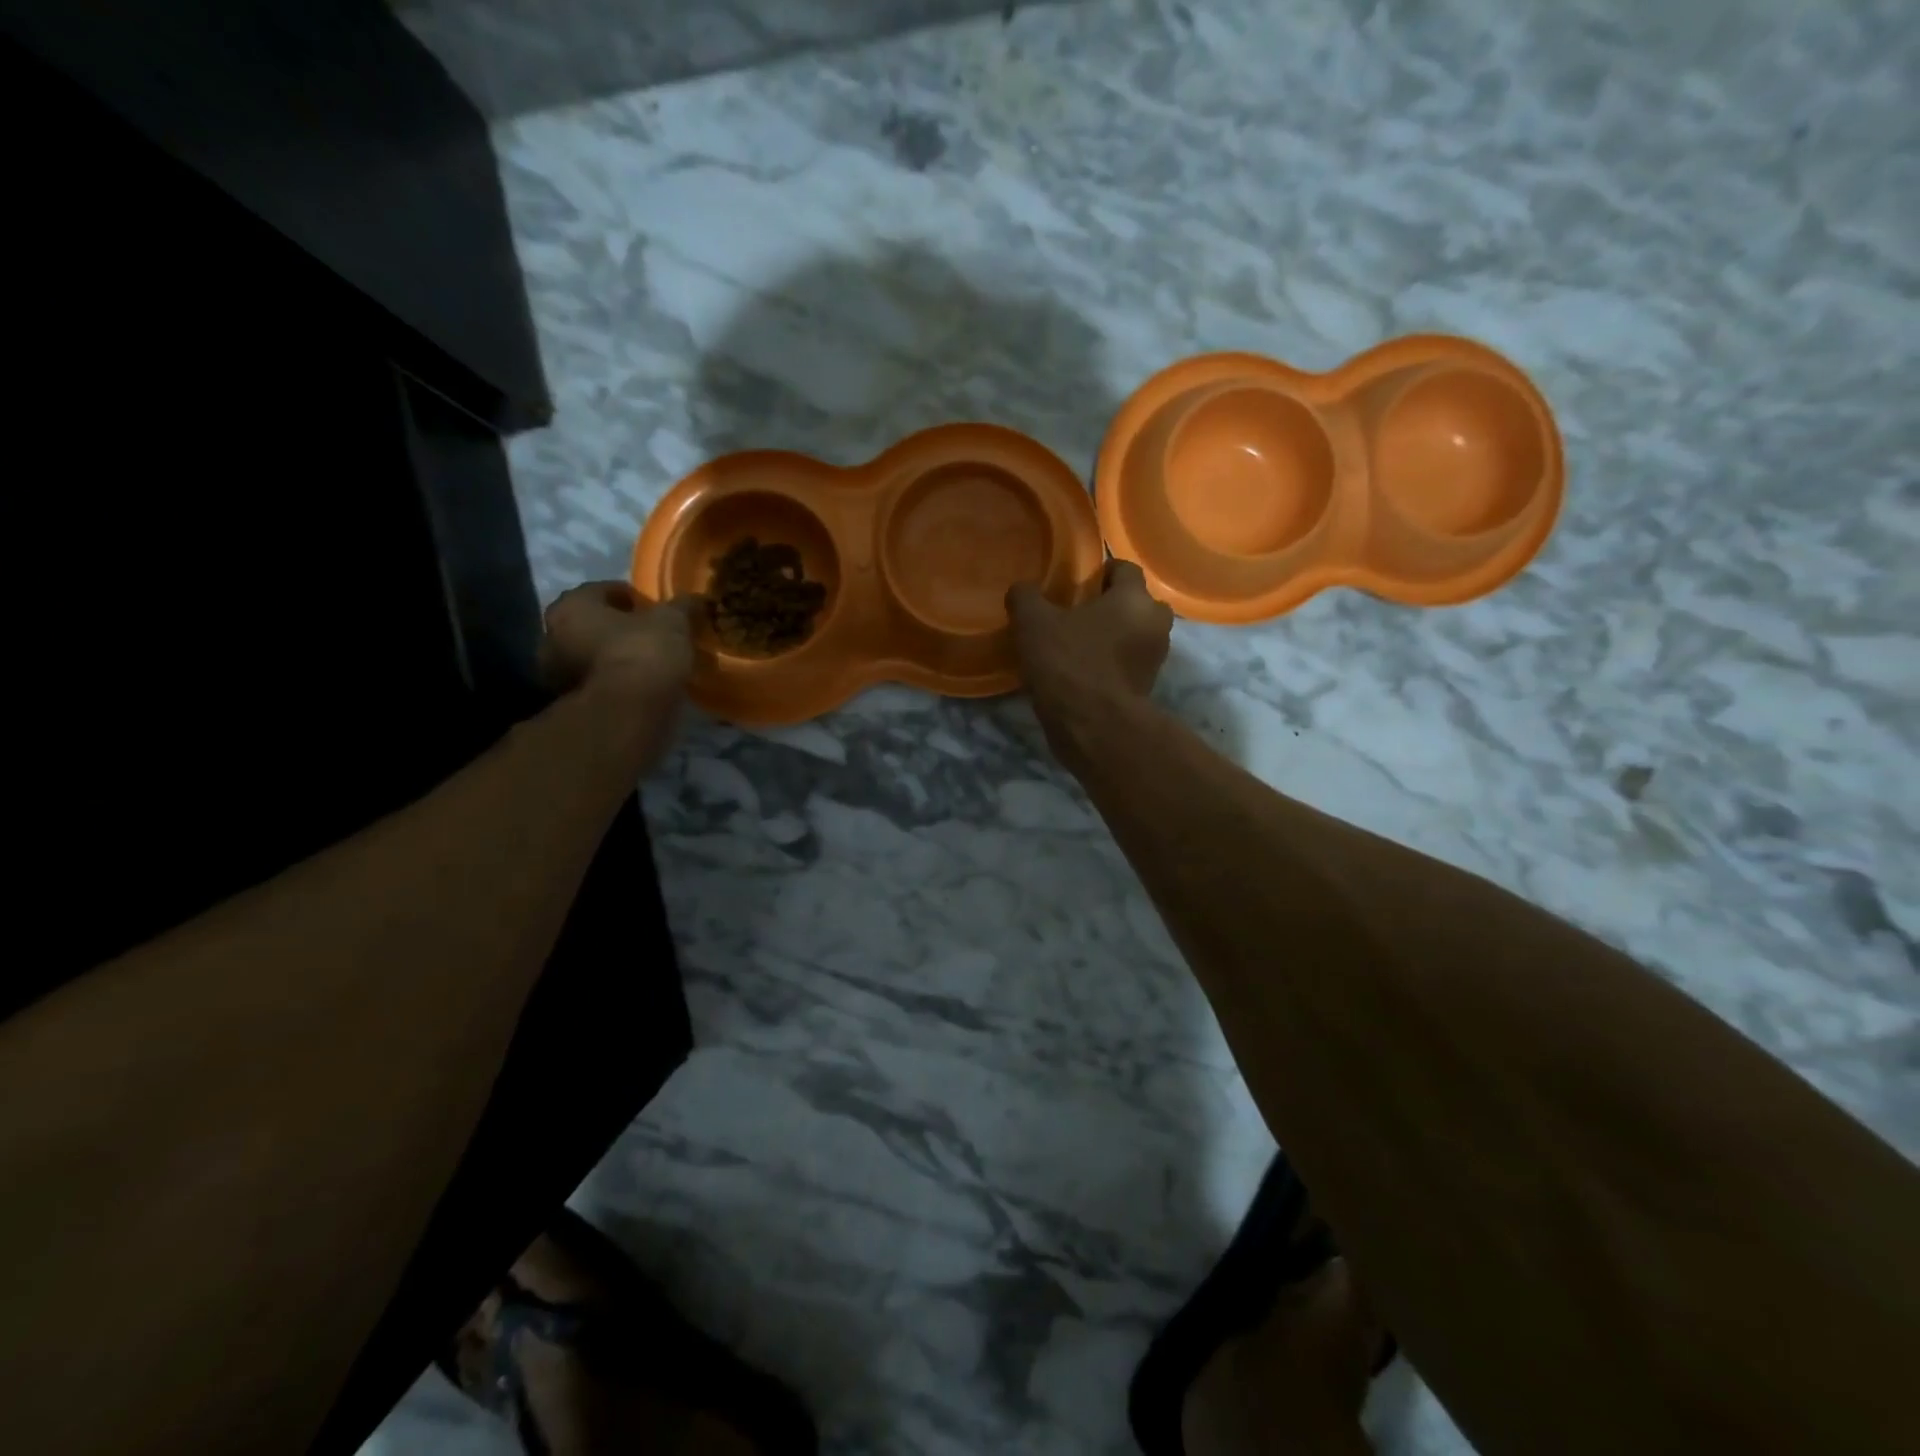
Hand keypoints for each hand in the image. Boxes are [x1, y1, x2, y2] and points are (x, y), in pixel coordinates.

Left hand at [539, 581, 694, 706]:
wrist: (627, 712)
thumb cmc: (643, 652)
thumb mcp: (672, 622)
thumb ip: (681, 607)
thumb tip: (696, 599)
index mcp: (572, 605)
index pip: (602, 590)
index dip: (631, 597)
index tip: (653, 608)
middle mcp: (552, 635)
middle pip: (590, 624)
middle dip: (616, 628)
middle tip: (648, 635)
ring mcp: (556, 673)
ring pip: (589, 655)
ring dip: (611, 657)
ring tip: (645, 664)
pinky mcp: (568, 704)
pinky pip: (595, 683)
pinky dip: (612, 682)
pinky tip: (637, 686)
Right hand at [1006, 559, 1172, 728]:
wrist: (1094, 727)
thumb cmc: (1069, 663)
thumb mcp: (1033, 624)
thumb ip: (1026, 597)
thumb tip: (1021, 588)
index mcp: (1135, 598)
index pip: (1124, 568)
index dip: (1099, 572)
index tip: (1076, 584)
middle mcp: (1155, 623)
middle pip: (1136, 603)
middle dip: (1112, 606)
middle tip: (1078, 614)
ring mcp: (1155, 659)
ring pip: (1135, 635)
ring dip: (1113, 637)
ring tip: (1078, 645)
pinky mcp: (1146, 688)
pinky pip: (1129, 664)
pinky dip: (1111, 664)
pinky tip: (1083, 671)